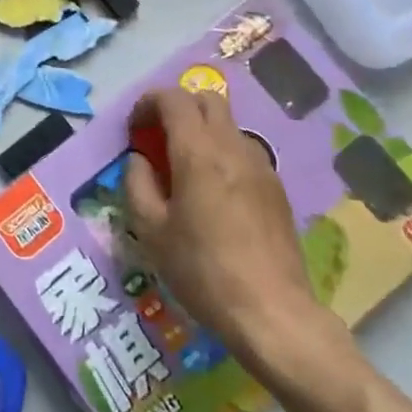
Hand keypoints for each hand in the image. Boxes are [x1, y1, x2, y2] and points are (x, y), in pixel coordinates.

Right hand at [124, 88, 343, 384]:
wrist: (272, 312)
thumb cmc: (202, 270)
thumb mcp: (151, 231)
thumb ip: (137, 184)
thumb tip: (140, 160)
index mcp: (198, 152)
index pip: (174, 98)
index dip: (148, 102)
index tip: (135, 128)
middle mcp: (233, 147)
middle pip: (207, 99)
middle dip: (178, 107)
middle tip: (159, 138)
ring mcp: (261, 166)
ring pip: (228, 124)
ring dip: (202, 130)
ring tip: (185, 168)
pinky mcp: (276, 188)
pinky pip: (244, 151)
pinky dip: (222, 153)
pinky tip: (214, 193)